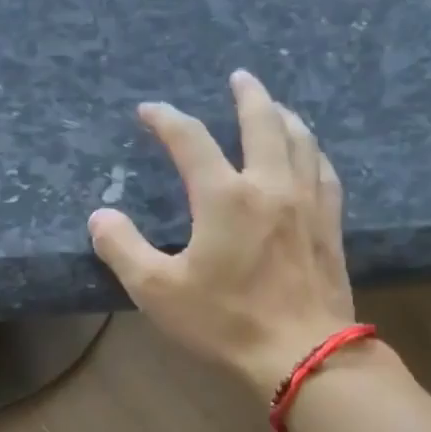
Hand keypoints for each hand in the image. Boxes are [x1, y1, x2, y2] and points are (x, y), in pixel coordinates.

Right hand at [88, 70, 364, 399]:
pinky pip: (324, 172)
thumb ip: (123, 249)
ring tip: (275, 107)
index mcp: (224, 197)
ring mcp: (307, 203)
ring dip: (284, 116)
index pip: (190, 141)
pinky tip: (311, 155)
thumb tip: (100, 216)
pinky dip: (313, 151)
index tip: (148, 110)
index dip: (166, 120)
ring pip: (301, 140)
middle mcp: (270, 185)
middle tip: (239, 77)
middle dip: (248, 95)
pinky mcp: (329, 225)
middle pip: (262, 122)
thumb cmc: (225, 323)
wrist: (303, 354)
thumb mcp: (158, 291)